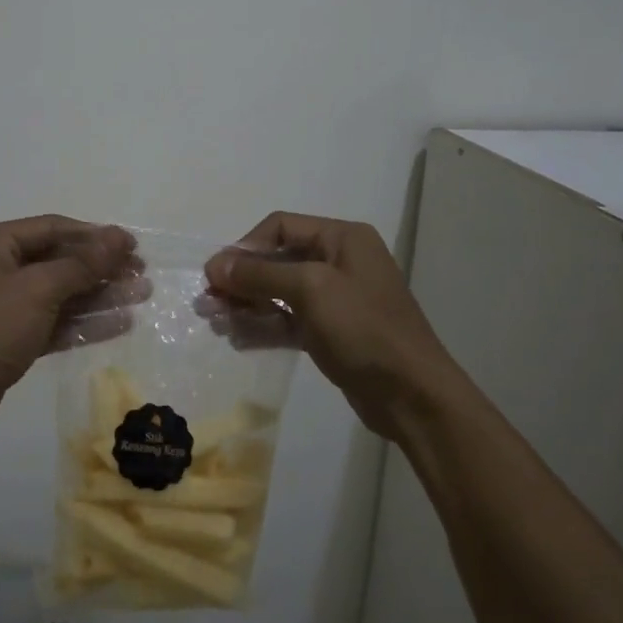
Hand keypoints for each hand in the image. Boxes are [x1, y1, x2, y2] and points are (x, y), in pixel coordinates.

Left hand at [0, 216, 142, 446]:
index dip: (96, 236)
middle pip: (57, 260)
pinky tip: (118, 325)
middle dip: (101, 268)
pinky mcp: (4, 339)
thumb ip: (82, 264)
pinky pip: (49, 322)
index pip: (53, 228)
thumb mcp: (37, 290)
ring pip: (57, 293)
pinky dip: (80, 323)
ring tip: (141, 297)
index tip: (133, 246)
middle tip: (142, 275)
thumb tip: (119, 237)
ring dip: (97, 296)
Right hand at [205, 212, 461, 440]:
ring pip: (279, 293)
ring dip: (247, 304)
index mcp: (342, 239)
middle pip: (277, 260)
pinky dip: (264, 326)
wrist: (413, 396)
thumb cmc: (364, 330)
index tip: (217, 275)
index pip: (281, 227)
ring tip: (216, 323)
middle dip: (242, 280)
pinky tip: (238, 339)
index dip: (246, 247)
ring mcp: (335, 299)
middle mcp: (339, 261)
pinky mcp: (331, 332)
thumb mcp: (311, 290)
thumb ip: (261, 274)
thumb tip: (215, 264)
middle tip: (208, 303)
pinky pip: (289, 320)